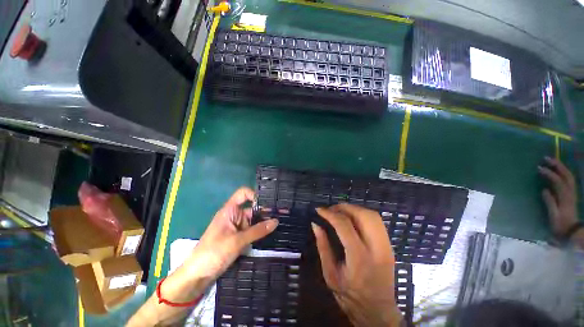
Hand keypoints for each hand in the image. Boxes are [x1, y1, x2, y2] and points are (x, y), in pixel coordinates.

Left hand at [182, 187, 277, 280]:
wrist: (197, 275)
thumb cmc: (214, 252)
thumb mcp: (237, 241)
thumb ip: (258, 231)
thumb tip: (276, 221)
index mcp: (230, 210)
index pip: (243, 194)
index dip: (255, 195)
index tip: (267, 203)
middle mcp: (234, 216)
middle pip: (252, 209)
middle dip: (265, 212)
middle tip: (282, 215)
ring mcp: (236, 227)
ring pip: (253, 221)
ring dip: (264, 223)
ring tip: (280, 225)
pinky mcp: (238, 237)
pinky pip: (251, 231)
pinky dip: (260, 232)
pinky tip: (271, 234)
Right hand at [312, 204, 402, 326]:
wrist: (378, 313)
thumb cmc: (350, 297)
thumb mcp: (330, 274)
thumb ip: (323, 246)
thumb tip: (315, 224)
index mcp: (359, 258)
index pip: (344, 225)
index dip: (330, 214)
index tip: (319, 210)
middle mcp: (377, 249)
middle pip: (363, 215)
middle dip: (344, 207)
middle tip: (331, 209)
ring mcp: (387, 247)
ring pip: (373, 215)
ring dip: (354, 209)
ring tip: (340, 212)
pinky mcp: (389, 246)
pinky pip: (376, 221)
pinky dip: (362, 214)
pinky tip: (352, 219)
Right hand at [539, 157, 578, 237]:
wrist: (572, 231)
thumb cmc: (560, 225)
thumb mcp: (553, 216)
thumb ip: (550, 203)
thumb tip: (544, 190)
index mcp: (565, 197)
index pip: (558, 181)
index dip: (549, 174)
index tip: (539, 168)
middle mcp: (570, 192)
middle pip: (566, 175)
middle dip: (557, 165)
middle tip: (546, 158)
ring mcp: (572, 193)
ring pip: (569, 176)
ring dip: (561, 167)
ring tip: (552, 162)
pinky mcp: (571, 194)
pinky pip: (568, 180)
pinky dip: (564, 173)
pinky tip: (558, 171)